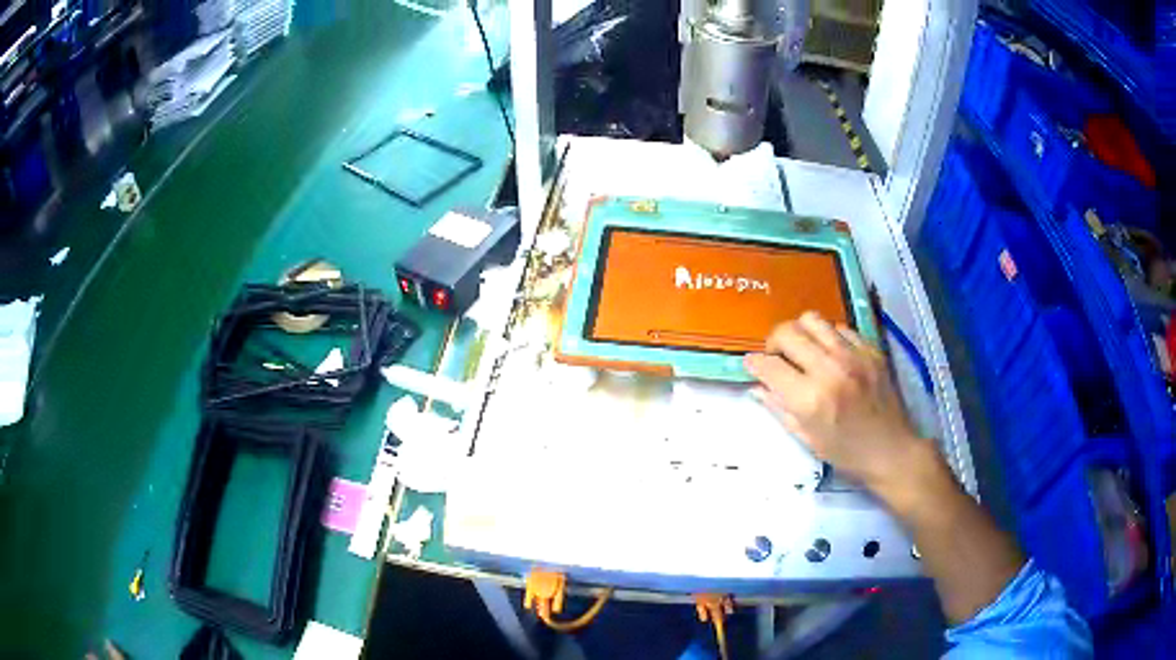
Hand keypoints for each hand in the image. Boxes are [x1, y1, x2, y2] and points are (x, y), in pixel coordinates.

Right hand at [744, 311, 933, 504]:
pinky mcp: (870, 349)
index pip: (768, 365)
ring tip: (804, 350)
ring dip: (800, 333)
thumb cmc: (846, 453)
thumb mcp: (807, 439)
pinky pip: (839, 328)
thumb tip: (756, 387)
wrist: (892, 450)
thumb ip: (779, 408)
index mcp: (810, 399)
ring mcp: (853, 355)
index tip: (751, 365)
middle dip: (773, 342)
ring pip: (812, 320)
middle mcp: (829, 369)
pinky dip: (828, 337)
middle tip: (777, 357)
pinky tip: (831, 355)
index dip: (753, 363)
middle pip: (787, 333)